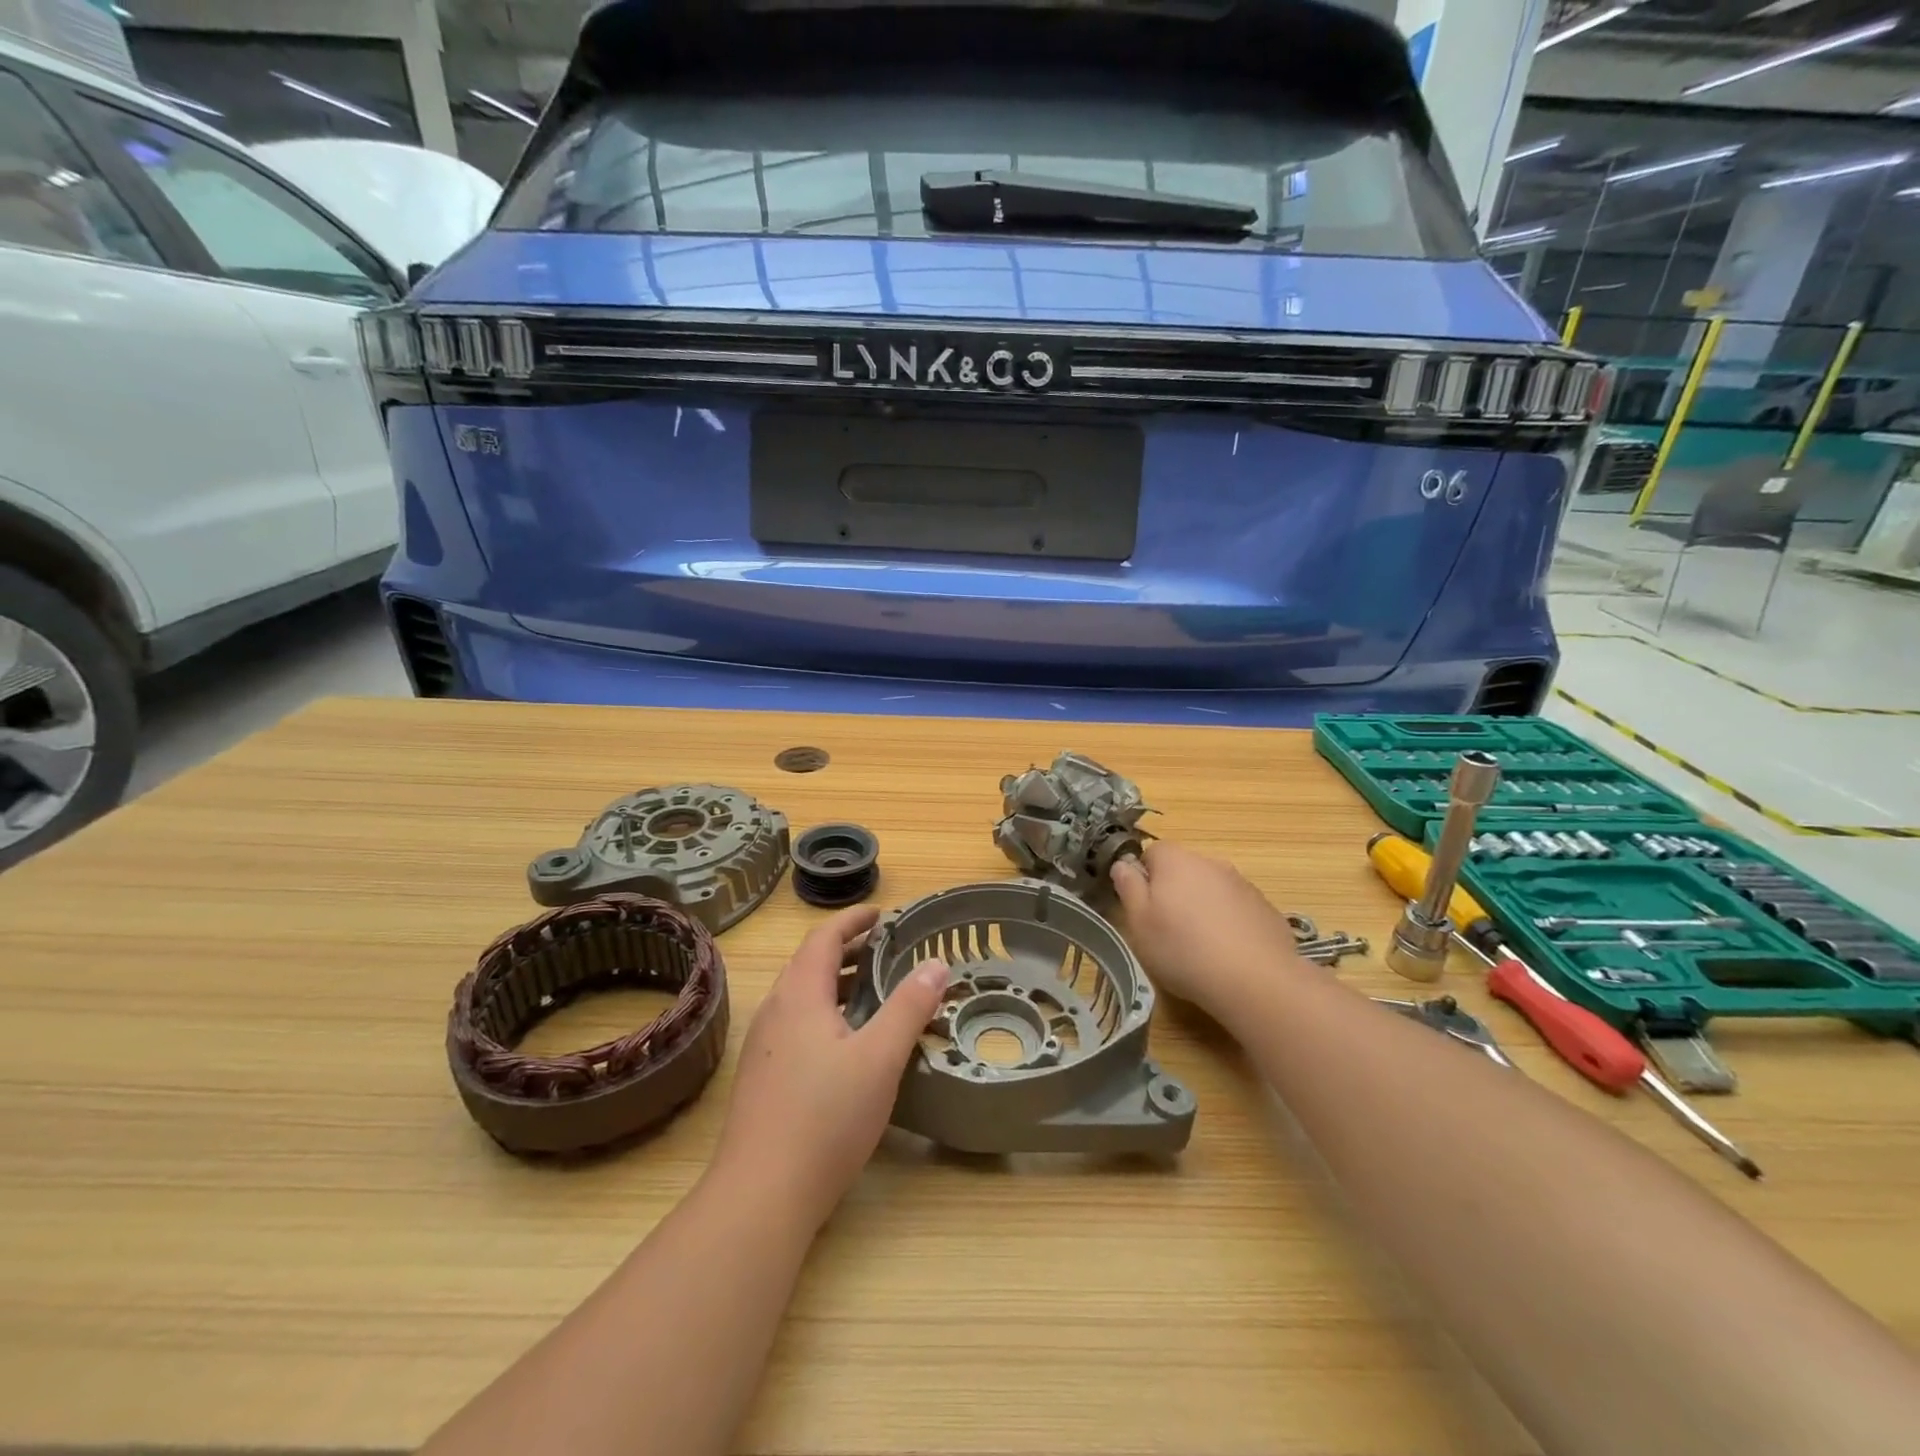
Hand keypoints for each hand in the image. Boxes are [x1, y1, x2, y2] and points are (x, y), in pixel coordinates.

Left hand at [711, 906, 947, 1230]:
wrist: (761, 1195)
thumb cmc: (825, 1117)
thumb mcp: (880, 1058)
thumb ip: (909, 1007)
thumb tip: (937, 963)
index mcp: (799, 995)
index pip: (823, 938)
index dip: (852, 920)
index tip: (881, 913)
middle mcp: (775, 1011)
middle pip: (809, 963)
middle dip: (847, 949)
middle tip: (885, 948)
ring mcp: (763, 1046)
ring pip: (801, 996)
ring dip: (835, 982)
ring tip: (871, 989)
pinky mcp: (761, 1077)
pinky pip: (795, 1023)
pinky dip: (824, 1010)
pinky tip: (845, 1041)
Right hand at [1111, 841, 1304, 1010]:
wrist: (1256, 981)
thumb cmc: (1183, 949)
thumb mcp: (1139, 922)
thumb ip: (1128, 887)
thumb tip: (1123, 864)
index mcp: (1176, 860)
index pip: (1152, 852)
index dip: (1144, 877)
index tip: (1143, 907)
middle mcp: (1211, 862)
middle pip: (1184, 869)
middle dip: (1174, 892)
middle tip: (1167, 929)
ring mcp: (1243, 884)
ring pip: (1212, 889)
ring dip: (1202, 907)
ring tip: (1200, 946)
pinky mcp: (1266, 909)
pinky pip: (1237, 909)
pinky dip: (1229, 923)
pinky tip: (1228, 954)